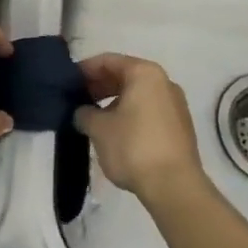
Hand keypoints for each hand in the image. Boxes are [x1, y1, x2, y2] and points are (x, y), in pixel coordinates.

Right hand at [75, 54, 205, 204]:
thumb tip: (82, 113)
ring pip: (138, 95)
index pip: (108, 61)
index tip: (68, 83)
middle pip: (125, 76)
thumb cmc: (133, 147)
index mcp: (145, 73)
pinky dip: (130, 115)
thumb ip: (84, 113)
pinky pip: (149, 111)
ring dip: (114, 102)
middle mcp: (164, 82)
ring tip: (94, 118)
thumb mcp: (98, 128)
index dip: (85, 69)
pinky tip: (115, 132)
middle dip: (100, 86)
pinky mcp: (180, 128)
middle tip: (78, 100)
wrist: (174, 186)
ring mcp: (175, 105)